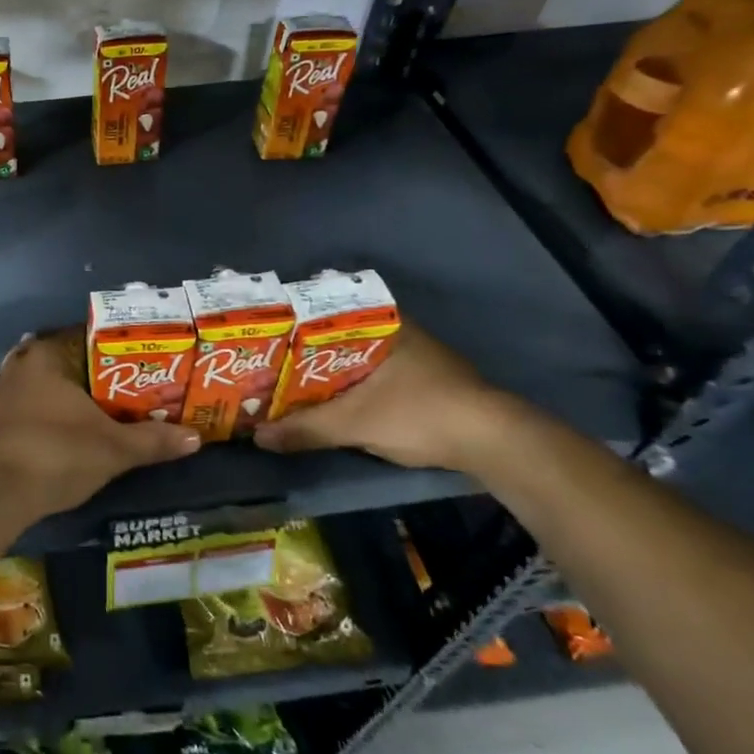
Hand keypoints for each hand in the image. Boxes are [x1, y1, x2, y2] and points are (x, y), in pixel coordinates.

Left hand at [0, 332, 201, 520]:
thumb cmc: (57, 453)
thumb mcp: (114, 448)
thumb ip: (153, 440)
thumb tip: (196, 437)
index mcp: (45, 355)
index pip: (82, 338)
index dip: (111, 351)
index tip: (135, 365)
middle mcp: (17, 366)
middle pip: (61, 362)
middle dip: (88, 376)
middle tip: (121, 391)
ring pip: (39, 387)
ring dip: (62, 397)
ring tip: (96, 412)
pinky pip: (24, 410)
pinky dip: (43, 417)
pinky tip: (62, 433)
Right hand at [252, 323, 517, 471]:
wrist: (495, 443)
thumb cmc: (419, 414)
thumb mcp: (354, 423)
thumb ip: (305, 429)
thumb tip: (258, 437)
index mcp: (380, 324)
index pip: (323, 310)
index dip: (291, 323)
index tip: (262, 334)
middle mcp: (396, 331)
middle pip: (336, 336)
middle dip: (303, 351)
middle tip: (267, 363)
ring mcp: (413, 355)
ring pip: (354, 356)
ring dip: (326, 371)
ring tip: (288, 382)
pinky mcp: (424, 380)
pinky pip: (371, 373)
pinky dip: (348, 384)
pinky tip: (328, 399)